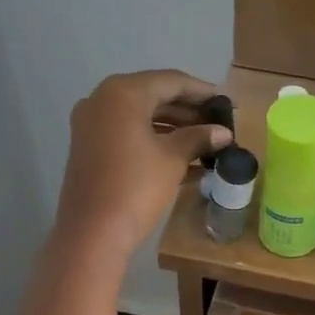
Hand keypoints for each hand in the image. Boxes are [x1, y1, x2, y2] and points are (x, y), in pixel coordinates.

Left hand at [56, 70, 230, 263]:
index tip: (226, 102)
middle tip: (217, 123)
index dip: (201, 91)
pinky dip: (153, 141)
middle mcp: (102, 100)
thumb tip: (223, 132)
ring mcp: (91, 124)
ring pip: (140, 117)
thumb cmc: (136, 188)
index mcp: (123, 93)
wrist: (93, 233)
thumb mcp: (173, 159)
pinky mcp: (88, 148)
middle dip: (187, 111)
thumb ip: (198, 138)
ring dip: (172, 128)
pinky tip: (182, 157)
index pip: (170, 82)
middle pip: (153, 97)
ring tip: (205, 142)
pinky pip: (127, 134)